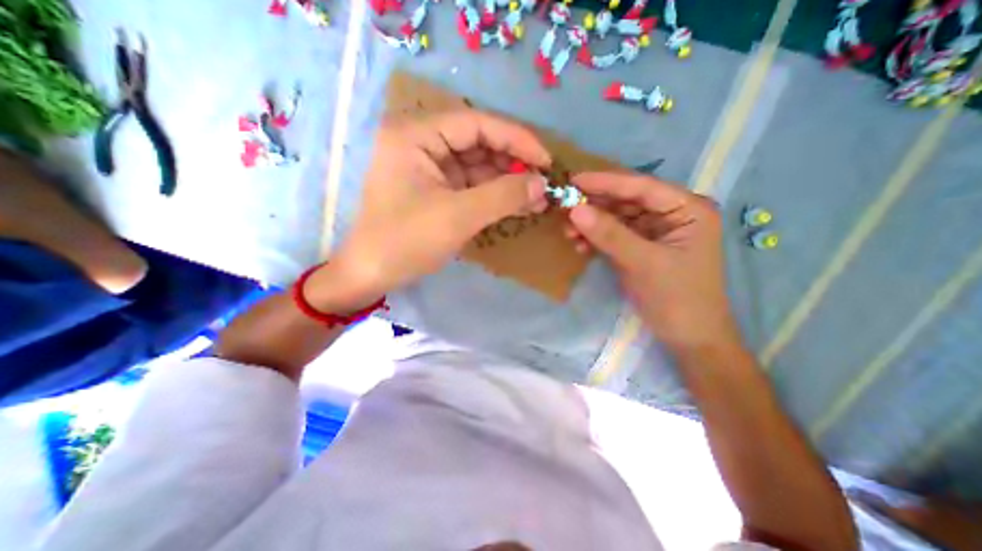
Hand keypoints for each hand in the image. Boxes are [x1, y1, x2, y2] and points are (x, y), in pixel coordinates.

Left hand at [305, 110, 551, 313]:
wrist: (371, 275)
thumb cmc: (406, 242)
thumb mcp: (458, 217)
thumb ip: (503, 196)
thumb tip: (542, 184)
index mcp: (416, 135)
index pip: (476, 123)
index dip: (516, 139)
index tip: (546, 160)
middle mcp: (421, 144)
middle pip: (478, 144)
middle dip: (513, 164)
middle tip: (543, 184)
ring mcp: (428, 169)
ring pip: (477, 167)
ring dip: (507, 182)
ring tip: (536, 199)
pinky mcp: (435, 191)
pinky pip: (471, 186)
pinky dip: (494, 195)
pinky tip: (516, 205)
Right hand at [564, 172, 739, 351]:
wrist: (688, 339)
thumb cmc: (678, 299)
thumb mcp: (644, 263)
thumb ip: (610, 235)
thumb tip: (575, 209)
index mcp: (687, 209)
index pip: (642, 187)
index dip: (606, 182)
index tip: (574, 180)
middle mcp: (672, 215)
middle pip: (627, 201)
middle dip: (595, 206)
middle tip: (565, 207)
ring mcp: (654, 232)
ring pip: (617, 219)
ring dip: (592, 224)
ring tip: (568, 231)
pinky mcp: (641, 248)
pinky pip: (614, 236)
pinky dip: (596, 240)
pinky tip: (579, 245)